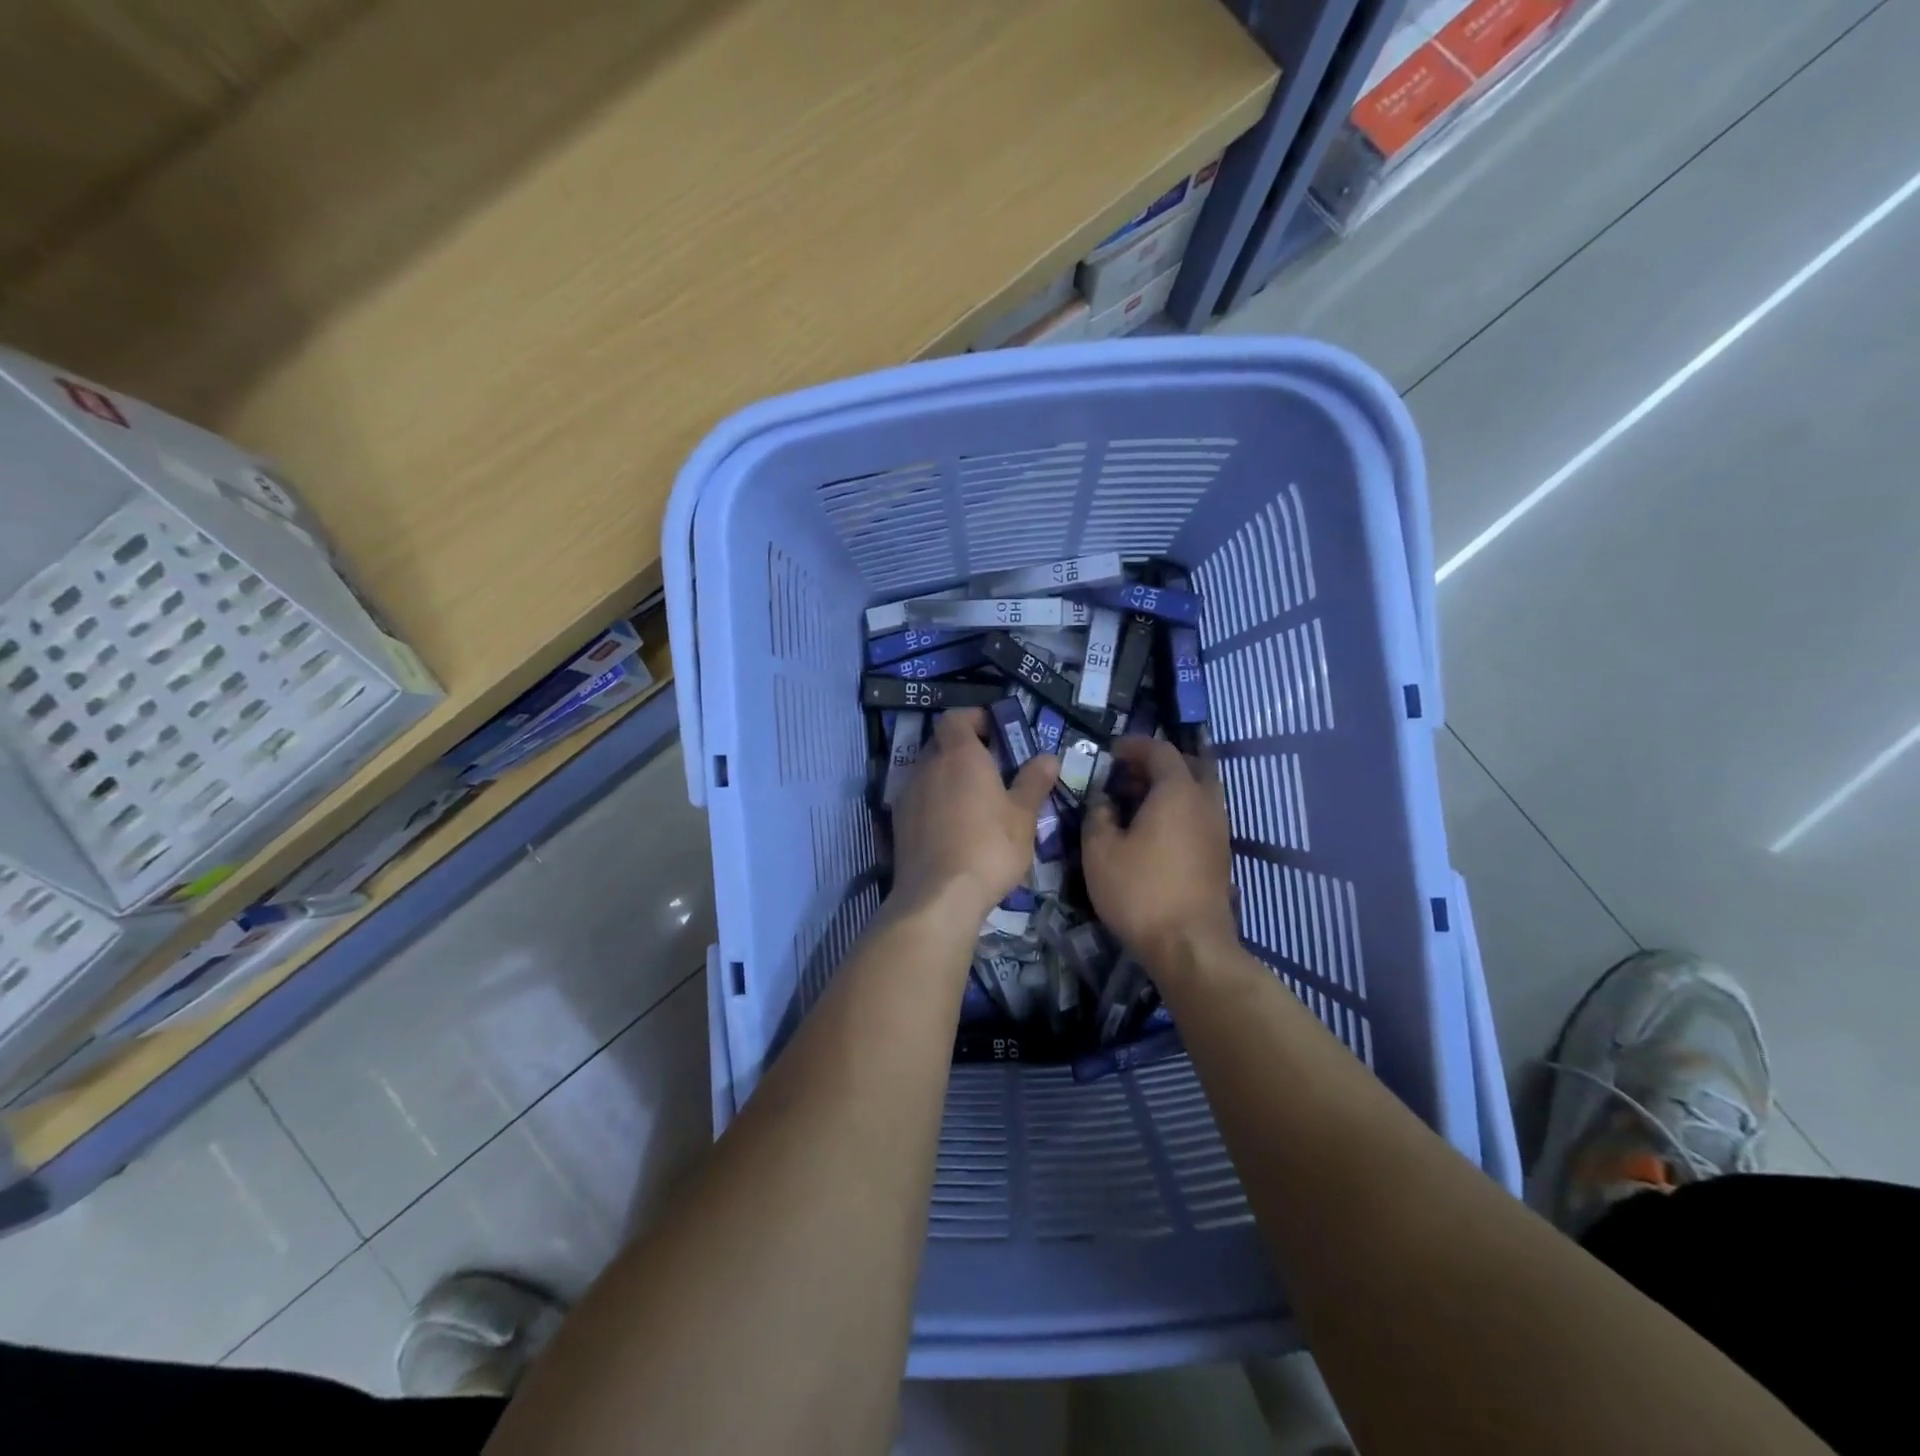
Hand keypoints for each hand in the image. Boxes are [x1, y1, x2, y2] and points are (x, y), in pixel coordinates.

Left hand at [890, 709, 1058, 921]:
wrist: (939, 896)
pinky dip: (934, 801)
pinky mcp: (898, 822)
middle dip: (963, 749)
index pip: (956, 717)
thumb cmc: (989, 847)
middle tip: (990, 768)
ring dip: (947, 777)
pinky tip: (952, 826)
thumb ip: (1033, 782)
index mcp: (959, 754)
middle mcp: (927, 766)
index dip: (974, 718)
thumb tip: (1048, 757)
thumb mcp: (1023, 816)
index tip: (995, 731)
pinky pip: (918, 798)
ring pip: (927, 772)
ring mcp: (908, 794)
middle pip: (941, 743)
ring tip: (973, 800)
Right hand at [1083, 737, 1237, 970]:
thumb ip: (1098, 815)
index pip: (1160, 750)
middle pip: (1190, 765)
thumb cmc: (1139, 891)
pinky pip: (1202, 815)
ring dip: (1172, 787)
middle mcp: (1205, 802)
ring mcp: (1218, 829)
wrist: (1188, 945)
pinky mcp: (1220, 854)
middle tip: (1129, 775)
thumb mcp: (1100, 851)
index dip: (1134, 746)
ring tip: (1140, 802)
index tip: (1112, 753)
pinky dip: (1181, 810)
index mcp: (1177, 791)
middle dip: (1159, 763)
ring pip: (1200, 791)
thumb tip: (1104, 801)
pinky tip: (1157, 831)